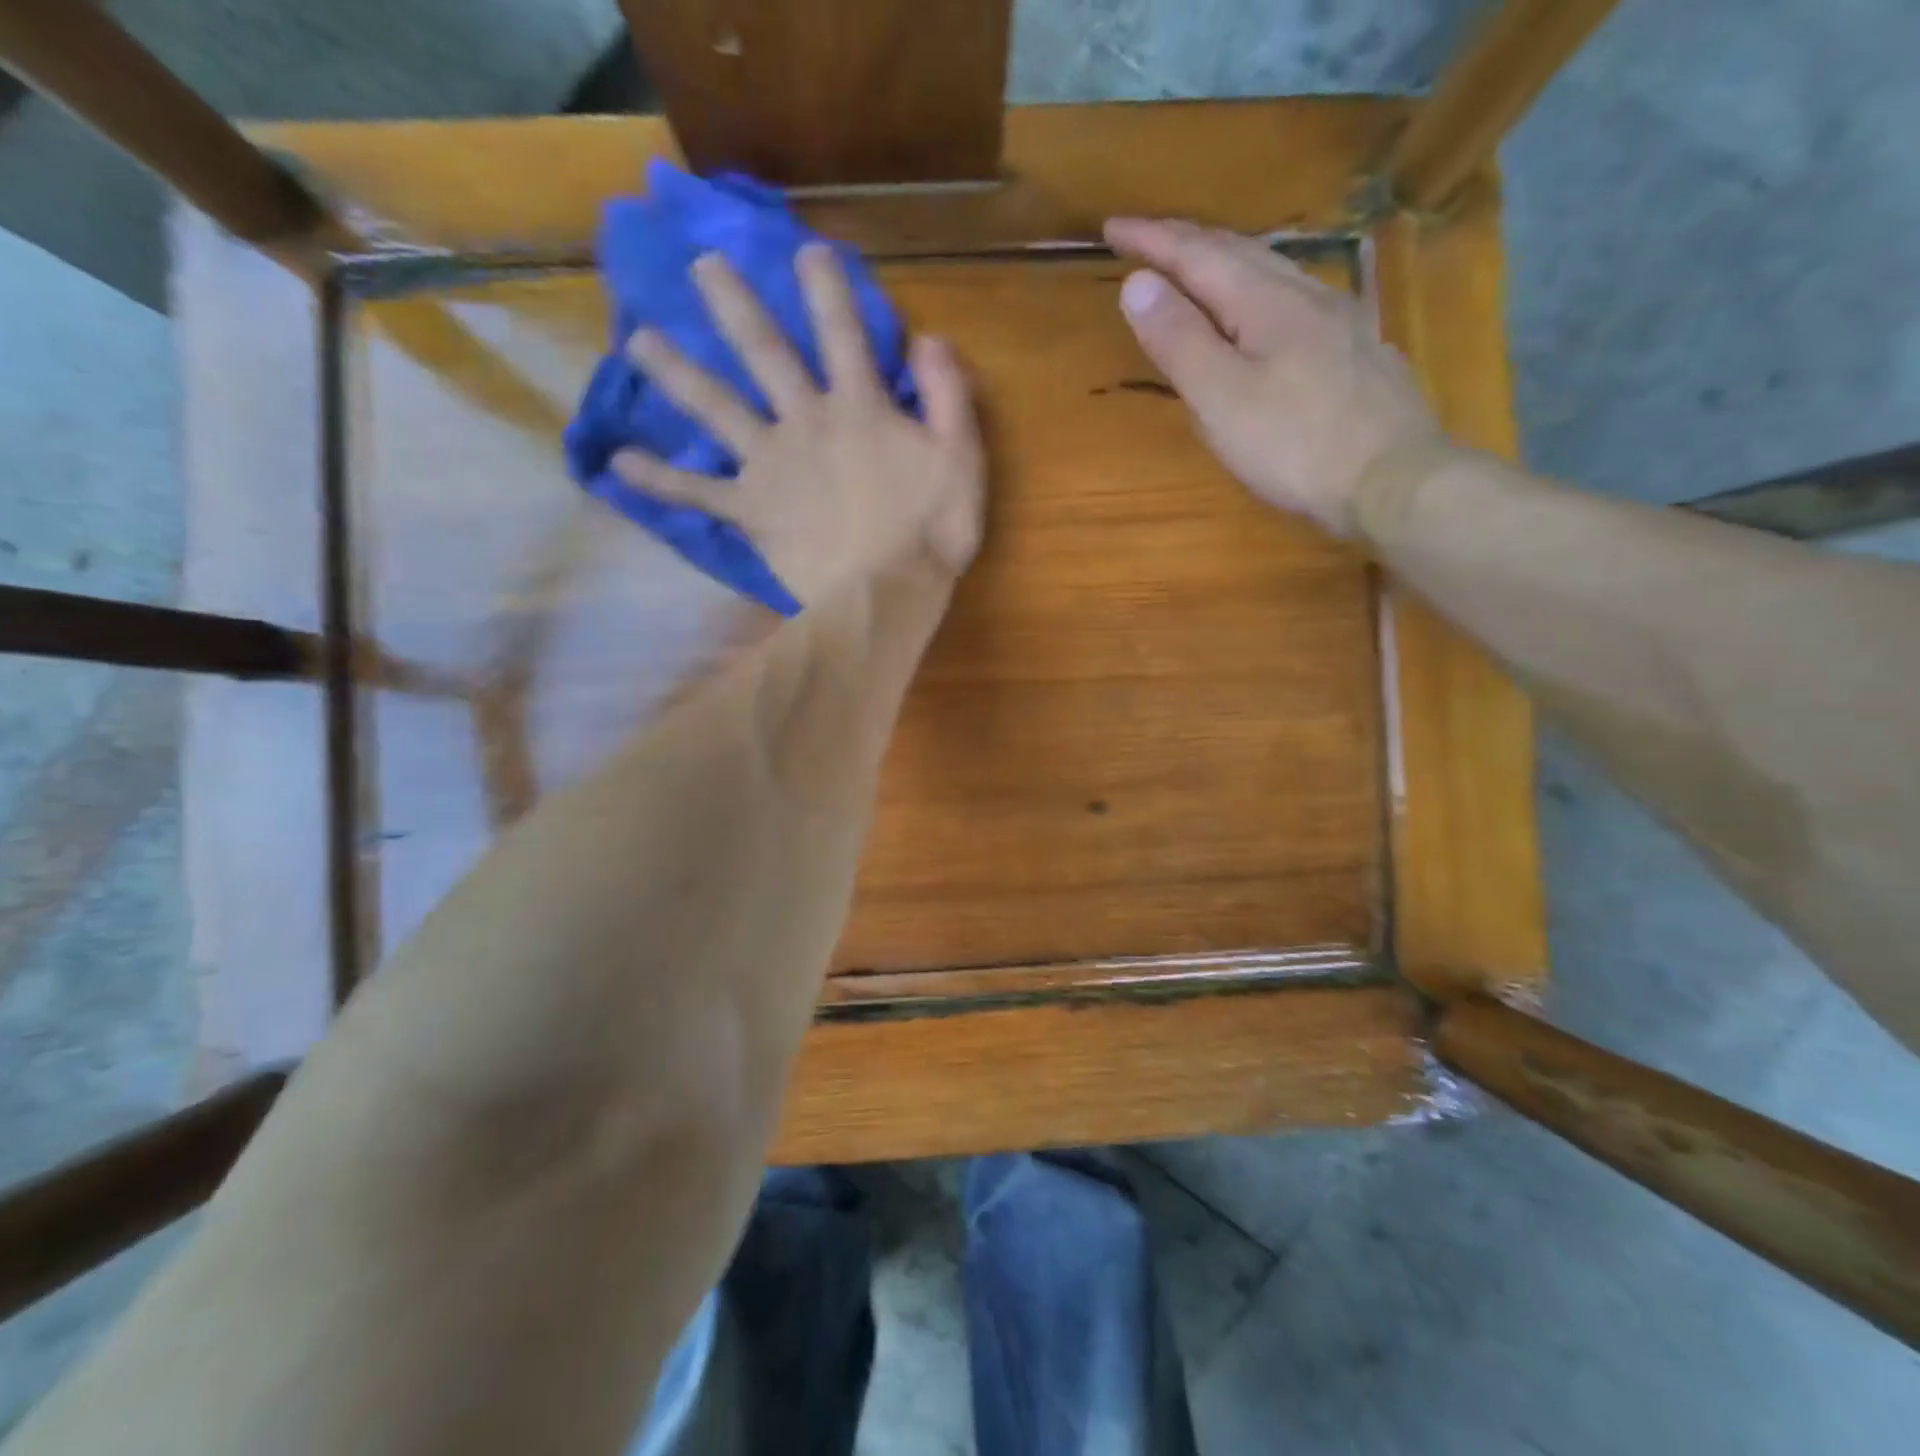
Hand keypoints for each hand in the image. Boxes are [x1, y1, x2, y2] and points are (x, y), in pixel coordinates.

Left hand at [613, 243, 985, 606]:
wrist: (883, 597)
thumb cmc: (929, 534)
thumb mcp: (961, 460)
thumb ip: (948, 396)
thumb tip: (930, 338)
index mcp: (860, 409)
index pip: (843, 335)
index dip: (826, 290)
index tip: (806, 251)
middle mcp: (805, 422)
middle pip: (765, 354)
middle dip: (734, 306)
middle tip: (700, 265)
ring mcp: (770, 465)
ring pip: (716, 408)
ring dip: (676, 372)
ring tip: (637, 341)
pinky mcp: (749, 510)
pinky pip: (696, 491)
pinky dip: (658, 478)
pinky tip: (618, 463)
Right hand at [1104, 217, 1443, 537]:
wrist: (1393, 480)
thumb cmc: (1295, 446)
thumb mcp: (1221, 399)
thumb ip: (1179, 340)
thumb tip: (1138, 282)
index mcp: (1266, 302)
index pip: (1198, 254)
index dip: (1152, 239)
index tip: (1111, 227)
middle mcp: (1306, 294)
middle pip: (1240, 251)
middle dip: (1187, 242)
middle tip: (1146, 241)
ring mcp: (1338, 319)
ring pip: (1272, 272)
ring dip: (1225, 262)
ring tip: (1195, 268)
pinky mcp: (1355, 349)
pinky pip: (1294, 300)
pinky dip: (1258, 292)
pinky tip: (1260, 311)